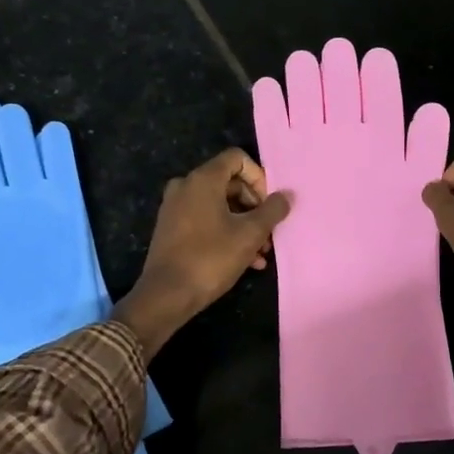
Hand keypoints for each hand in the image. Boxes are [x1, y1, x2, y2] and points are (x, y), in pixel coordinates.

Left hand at [116, 149, 291, 355]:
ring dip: (244, 225)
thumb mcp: (250, 234)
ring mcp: (176, 208)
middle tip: (269, 231)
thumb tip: (286, 196)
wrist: (166, 295)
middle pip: (230, 183)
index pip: (237, 158)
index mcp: (203, 179)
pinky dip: (227, 233)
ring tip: (262, 252)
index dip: (259, 177)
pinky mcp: (172, 229)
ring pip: (220, 206)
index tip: (269, 204)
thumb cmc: (211, 258)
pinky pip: (206, 220)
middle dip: (255, 206)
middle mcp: (186, 186)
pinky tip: (247, 261)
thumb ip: (272, 210)